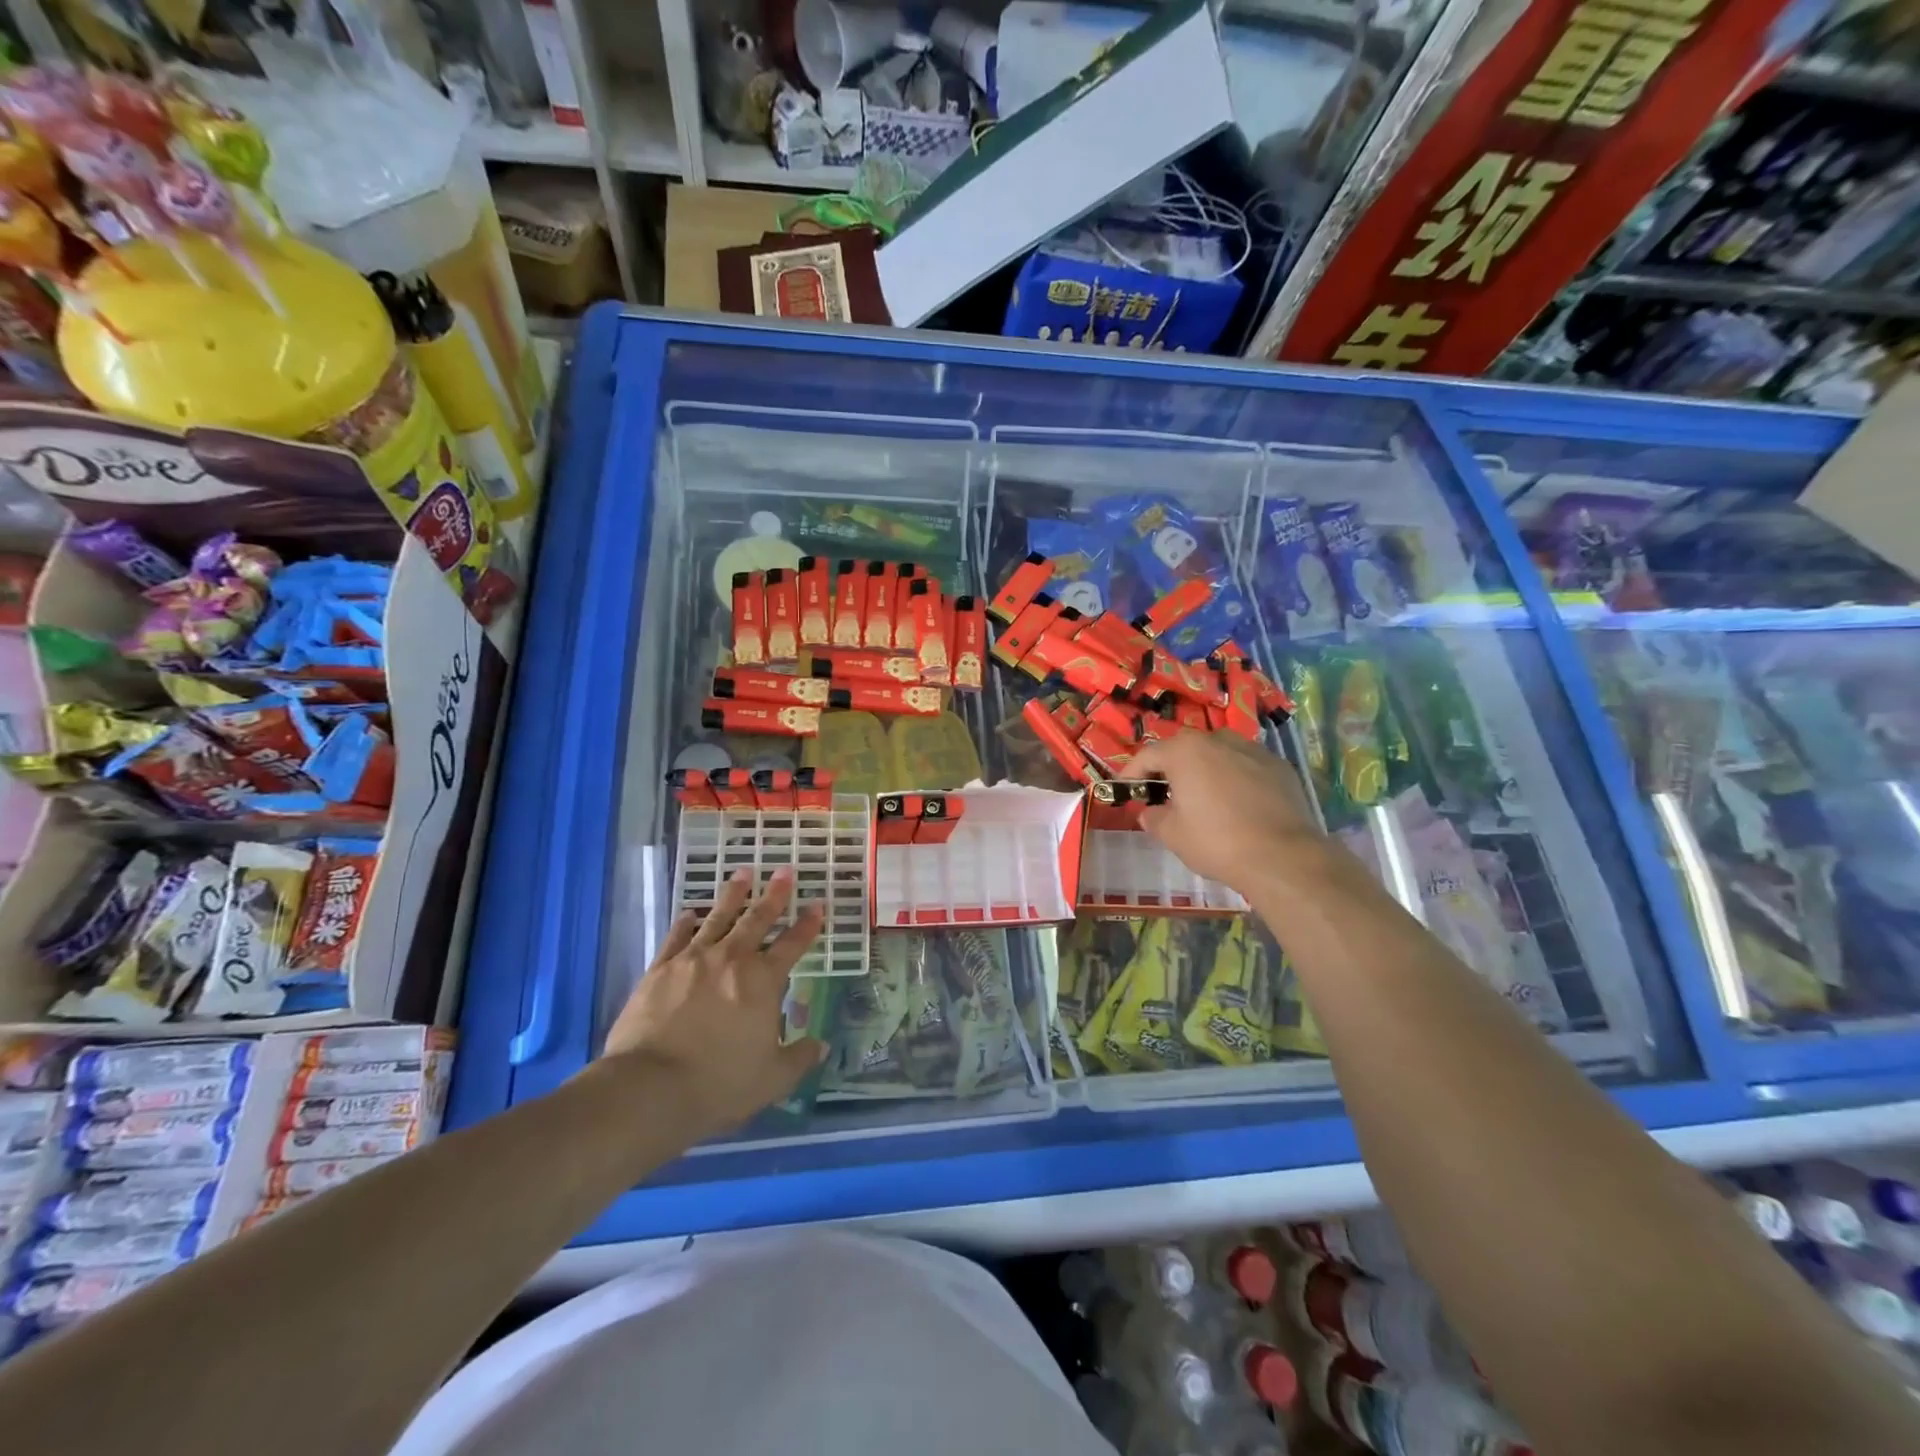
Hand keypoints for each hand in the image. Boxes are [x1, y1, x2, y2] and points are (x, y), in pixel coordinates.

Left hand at [601, 867, 826, 1136]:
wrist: (650, 1087)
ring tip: (743, 873)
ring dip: (733, 895)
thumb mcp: (772, 1079)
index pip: (792, 945)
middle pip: (757, 919)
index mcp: (763, 981)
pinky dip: (686, 922)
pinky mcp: (659, 970)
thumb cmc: (719, 1083)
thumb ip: (799, 1059)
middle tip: (785, 870)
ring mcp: (693, 960)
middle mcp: (731, 960)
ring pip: (718, 917)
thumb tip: (821, 1047)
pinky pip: (677, 937)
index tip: (818, 905)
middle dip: (774, 894)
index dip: (808, 925)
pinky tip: (690, 912)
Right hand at [1129, 730, 1324, 894]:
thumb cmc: (1216, 841)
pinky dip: (1235, 779)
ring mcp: (1253, 750)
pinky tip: (1237, 805)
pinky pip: (1246, 766)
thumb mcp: (1171, 834)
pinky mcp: (1279, 767)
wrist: (1282, 857)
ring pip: (1218, 754)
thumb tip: (1150, 811)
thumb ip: (1153, 817)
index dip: (1132, 773)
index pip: (1148, 755)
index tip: (1126, 790)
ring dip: (1205, 770)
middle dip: (1171, 769)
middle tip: (1163, 795)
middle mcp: (1218, 740)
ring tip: (1203, 797)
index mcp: (1185, 751)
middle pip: (1184, 750)